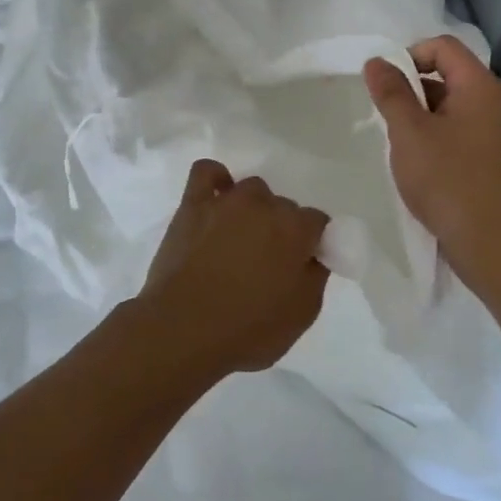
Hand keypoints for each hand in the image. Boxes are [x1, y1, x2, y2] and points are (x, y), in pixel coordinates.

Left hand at [132, 160, 330, 381]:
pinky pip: (207, 172)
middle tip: (267, 261)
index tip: (301, 265)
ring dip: (252, 209)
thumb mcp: (302, 314)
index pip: (317, 222)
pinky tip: (216, 199)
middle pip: (283, 206)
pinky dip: (215, 179)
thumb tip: (312, 255)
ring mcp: (226, 200)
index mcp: (295, 229)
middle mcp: (264, 205)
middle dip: (280, 228)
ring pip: (251, 190)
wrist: (184, 329)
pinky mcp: (193, 203)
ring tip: (239, 238)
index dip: (311, 243)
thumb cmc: (248, 329)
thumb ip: (315, 276)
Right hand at [364, 36, 500, 277]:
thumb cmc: (448, 179)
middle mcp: (492, 103)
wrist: (492, 244)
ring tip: (395, 144)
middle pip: (445, 74)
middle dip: (409, 88)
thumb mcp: (409, 132)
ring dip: (417, 117)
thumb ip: (391, 92)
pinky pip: (454, 133)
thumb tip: (376, 61)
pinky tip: (414, 165)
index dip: (408, 55)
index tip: (384, 86)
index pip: (442, 46)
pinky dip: (430, 139)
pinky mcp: (488, 160)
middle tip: (383, 116)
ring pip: (447, 107)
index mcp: (479, 86)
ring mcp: (493, 133)